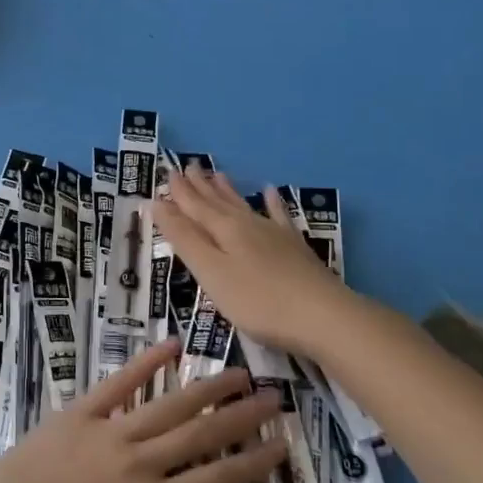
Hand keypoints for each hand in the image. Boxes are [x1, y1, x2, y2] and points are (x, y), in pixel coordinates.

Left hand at [0, 340, 285, 482]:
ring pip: (168, 405)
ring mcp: (106, 430)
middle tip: (275, 398)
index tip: (282, 444)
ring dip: (207, 388)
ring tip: (239, 373)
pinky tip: (171, 345)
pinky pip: (119, 384)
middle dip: (241, 417)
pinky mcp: (78, 413)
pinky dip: (146, 363)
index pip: (214, 481)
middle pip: (199, 435)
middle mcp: (136, 461)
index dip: (252, 463)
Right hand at [154, 166, 357, 355]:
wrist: (324, 316)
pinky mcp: (295, 248)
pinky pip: (279, 216)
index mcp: (223, 229)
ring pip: (244, 205)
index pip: (194, 206)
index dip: (178, 193)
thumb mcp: (211, 272)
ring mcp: (274, 234)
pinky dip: (272, 203)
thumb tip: (158, 204)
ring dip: (227, 190)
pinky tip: (271, 192)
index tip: (166, 174)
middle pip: (218, 202)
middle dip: (199, 186)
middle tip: (187, 166)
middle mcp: (247, 224)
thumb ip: (185, 239)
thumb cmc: (258, 300)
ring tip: (217, 173)